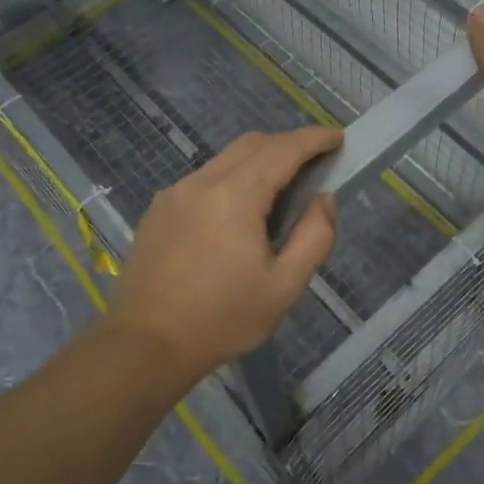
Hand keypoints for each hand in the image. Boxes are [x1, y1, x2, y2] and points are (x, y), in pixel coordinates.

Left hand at [110, 126, 340, 379]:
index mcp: (236, 196)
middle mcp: (203, 182)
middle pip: (253, 144)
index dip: (314, 139)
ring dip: (259, 160)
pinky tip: (238, 212)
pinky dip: (232, 178)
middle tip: (315, 163)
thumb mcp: (284, 286)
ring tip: (281, 189)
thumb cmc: (222, 319)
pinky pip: (204, 178)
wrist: (145, 344)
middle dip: (288, 144)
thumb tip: (324, 198)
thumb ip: (315, 237)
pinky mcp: (159, 208)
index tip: (338, 138)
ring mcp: (175, 192)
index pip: (283, 150)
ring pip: (226, 158)